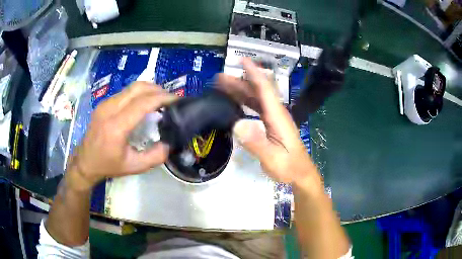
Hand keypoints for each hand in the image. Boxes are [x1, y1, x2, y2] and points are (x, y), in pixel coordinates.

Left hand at [67, 82, 176, 190]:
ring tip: (160, 100)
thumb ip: (155, 157)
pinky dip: (139, 94)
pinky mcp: (104, 103)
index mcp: (116, 126)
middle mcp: (109, 109)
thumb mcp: (134, 167)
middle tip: (170, 99)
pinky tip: (144, 104)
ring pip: (132, 87)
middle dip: (158, 89)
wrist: (85, 161)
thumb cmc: (108, 165)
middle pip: (138, 88)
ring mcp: (105, 104)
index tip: (177, 100)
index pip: (143, 103)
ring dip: (149, 90)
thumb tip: (170, 143)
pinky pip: (125, 92)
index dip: (162, 98)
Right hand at [217, 59, 316, 183]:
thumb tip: (237, 125)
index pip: (265, 89)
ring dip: (240, 91)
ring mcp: (274, 119)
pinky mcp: (271, 125)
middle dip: (240, 81)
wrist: (300, 174)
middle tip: (220, 78)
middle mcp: (276, 113)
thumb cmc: (289, 167)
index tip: (242, 61)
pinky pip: (256, 108)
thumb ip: (257, 143)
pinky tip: (234, 104)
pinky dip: (244, 103)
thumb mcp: (273, 159)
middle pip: (258, 92)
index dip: (254, 73)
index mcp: (278, 116)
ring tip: (222, 87)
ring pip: (256, 99)